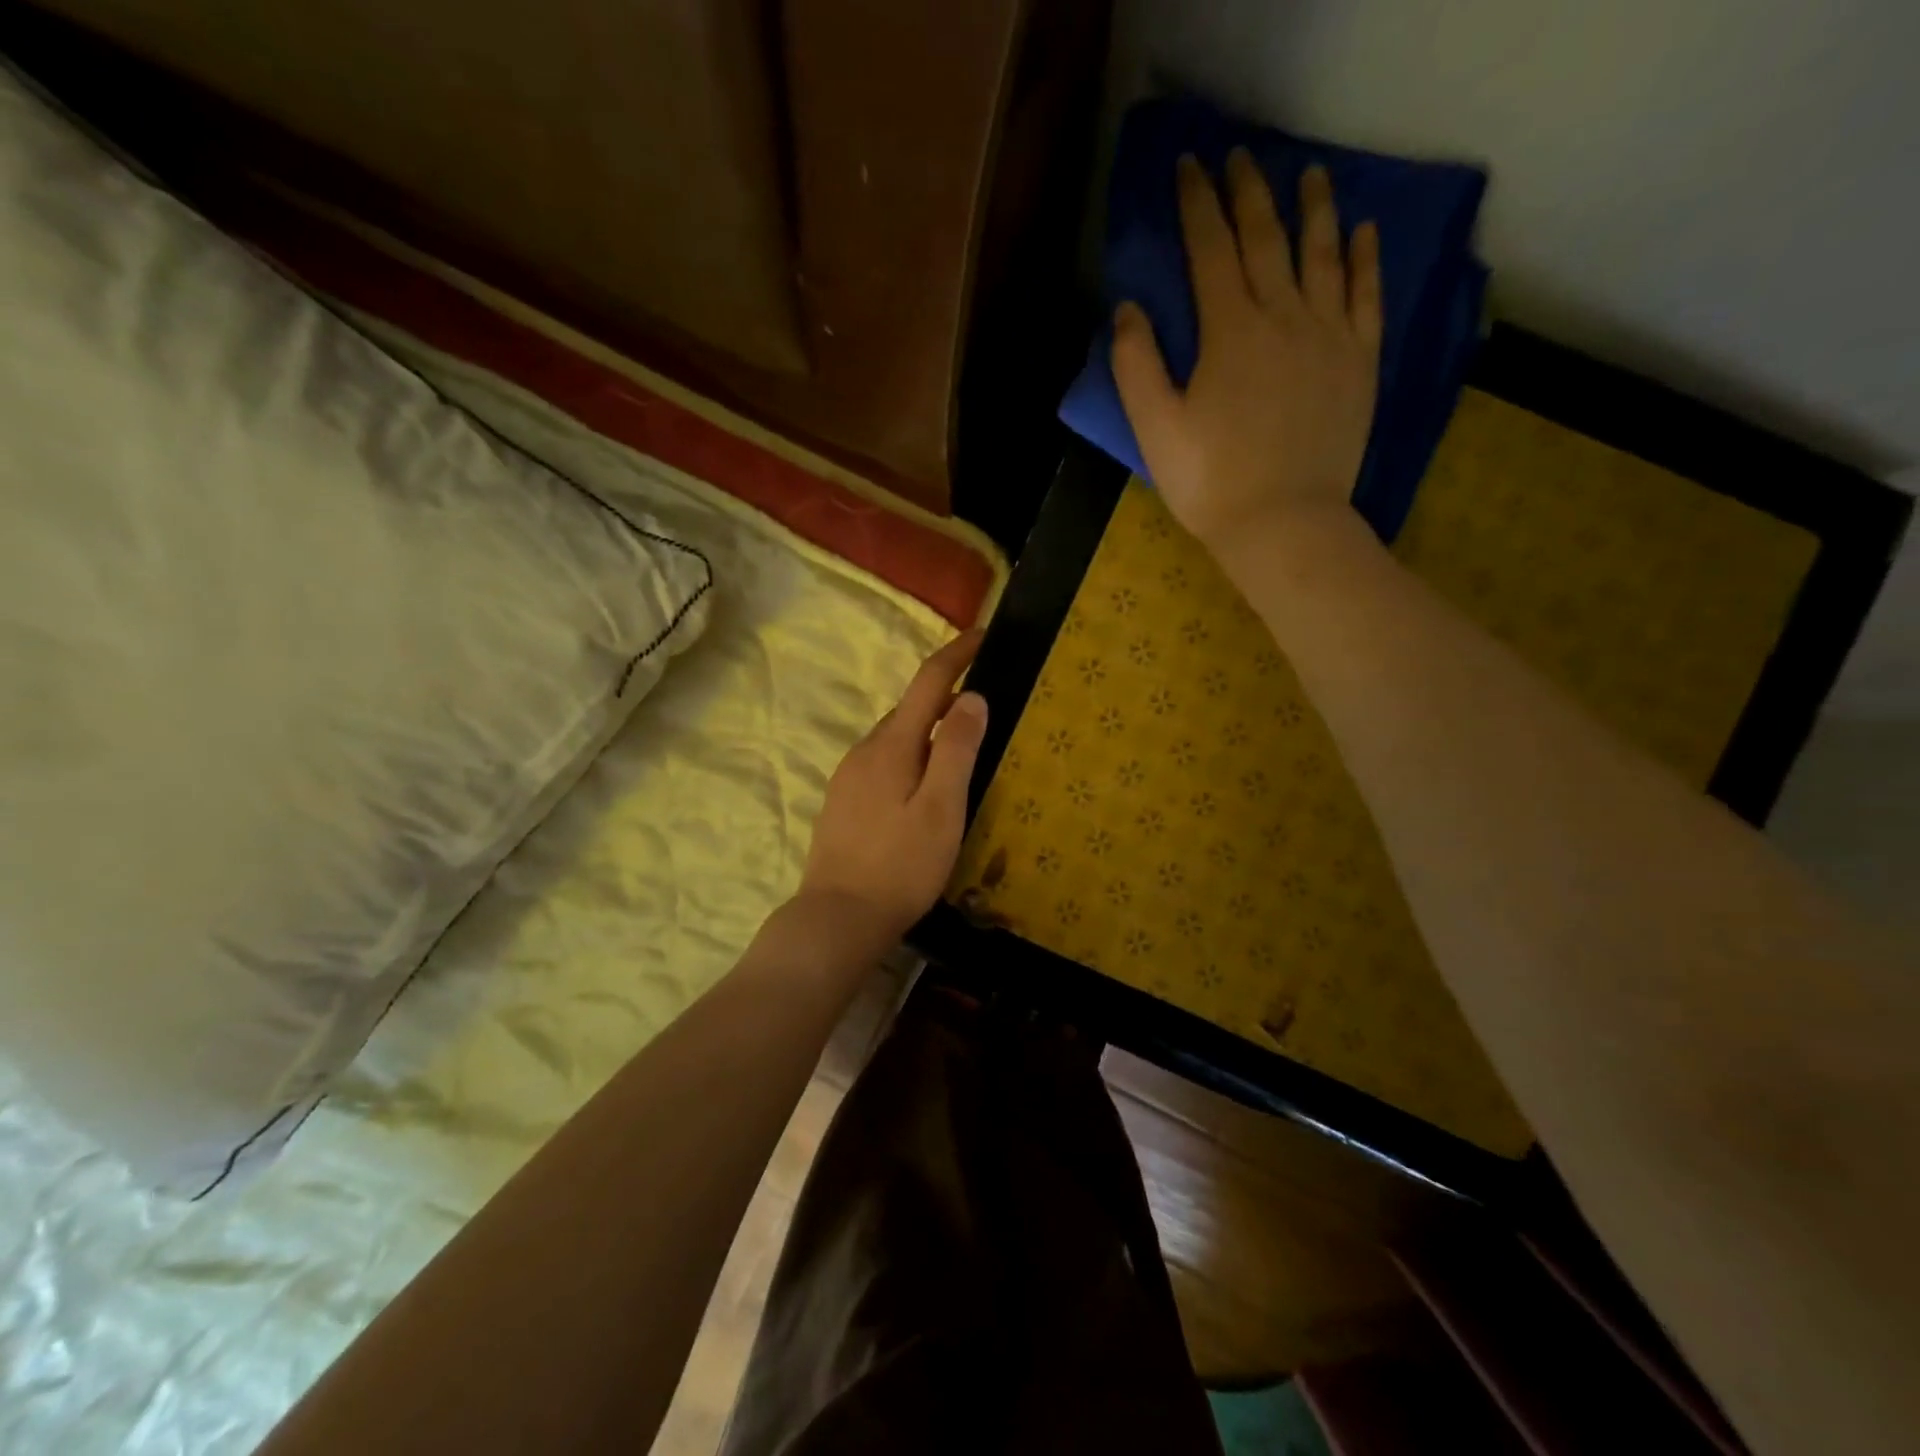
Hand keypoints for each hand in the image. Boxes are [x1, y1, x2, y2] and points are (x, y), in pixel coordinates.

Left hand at [798, 631, 988, 943]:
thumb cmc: (900, 865)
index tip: (982, 634)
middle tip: (986, 711)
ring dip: (928, 734)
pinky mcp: (843, 803)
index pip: (928, 682)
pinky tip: (922, 791)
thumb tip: (973, 697)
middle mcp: (864, 750)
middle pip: (911, 710)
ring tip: (961, 754)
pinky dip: (910, 760)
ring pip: (896, 739)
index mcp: (892, 745)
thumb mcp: (941, 808)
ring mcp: (848, 777)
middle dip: (946, 699)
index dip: (956, 654)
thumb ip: (957, 750)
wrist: (837, 918)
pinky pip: (883, 764)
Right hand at [1112, 151, 1382, 559]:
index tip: (1190, 165)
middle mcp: (1284, 316)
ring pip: (1323, 255)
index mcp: (1229, 332)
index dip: (1198, 205)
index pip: (1211, 250)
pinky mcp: (1359, 362)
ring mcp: (1329, 336)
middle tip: (1239, 156)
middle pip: (1267, 239)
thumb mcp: (1155, 430)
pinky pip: (1367, 296)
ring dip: (1314, 208)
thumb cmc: (1210, 483)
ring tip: (1309, 174)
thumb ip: (1137, 366)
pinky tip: (1362, 232)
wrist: (1283, 524)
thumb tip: (1129, 309)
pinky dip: (1364, 259)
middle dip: (1249, 192)